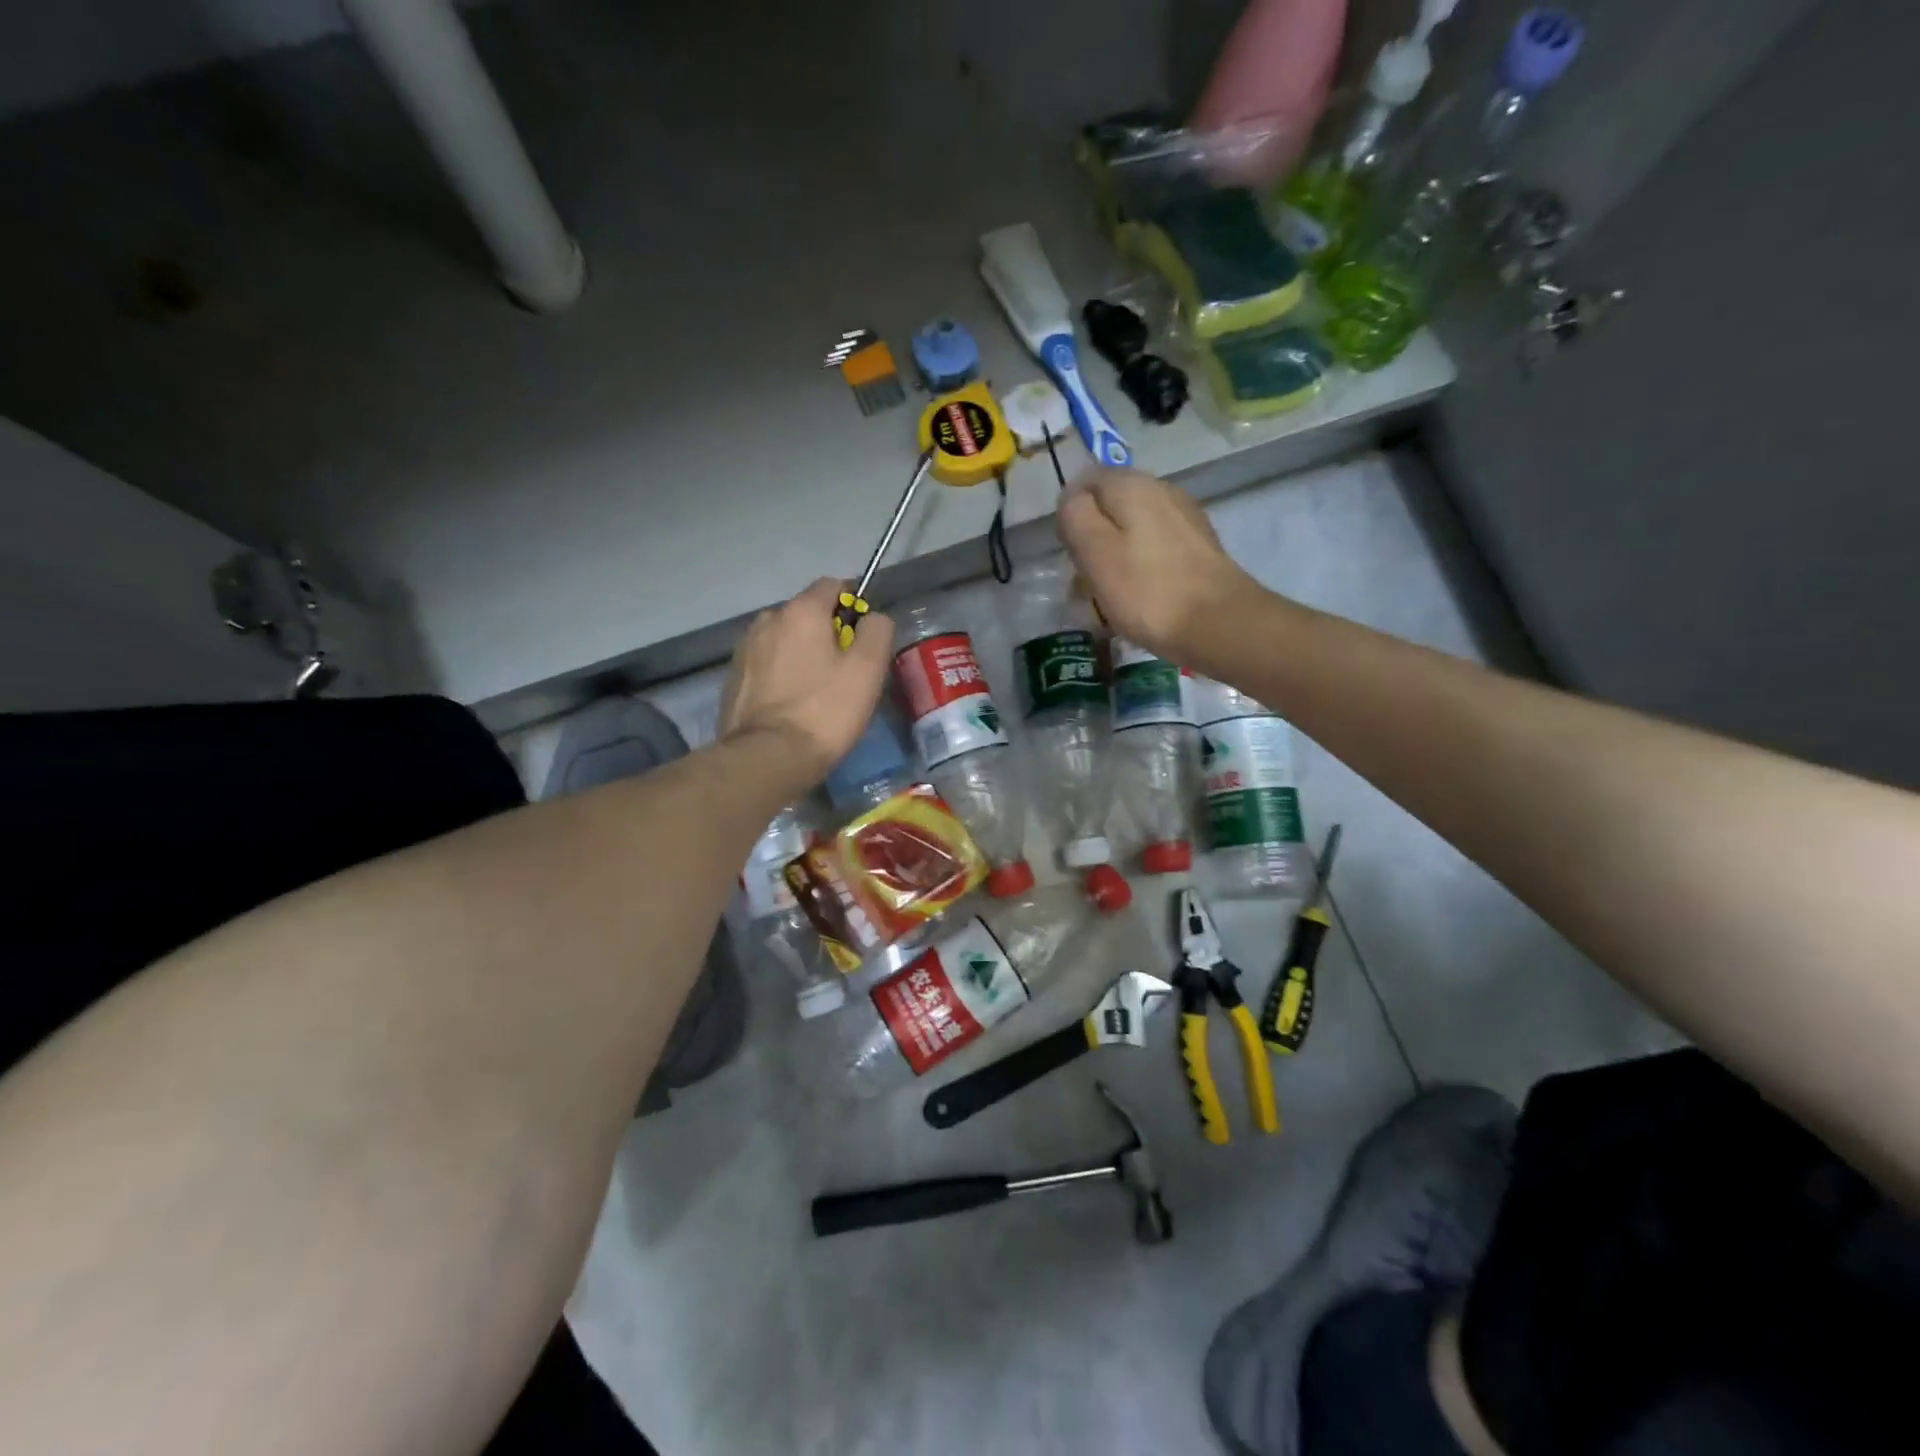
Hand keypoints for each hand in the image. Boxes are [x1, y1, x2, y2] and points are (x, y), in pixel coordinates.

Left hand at [719, 578, 894, 784]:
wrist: (767, 757)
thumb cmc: (825, 710)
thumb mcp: (868, 670)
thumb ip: (877, 631)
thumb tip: (873, 618)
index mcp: (801, 611)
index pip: (833, 585)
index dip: (854, 605)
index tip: (864, 636)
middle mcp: (767, 619)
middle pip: (806, 614)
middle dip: (826, 632)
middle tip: (845, 671)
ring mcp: (745, 649)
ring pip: (784, 639)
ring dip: (801, 653)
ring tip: (816, 691)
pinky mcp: (733, 678)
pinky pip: (766, 664)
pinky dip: (781, 674)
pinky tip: (791, 704)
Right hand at [1057, 469, 1261, 660]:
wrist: (1219, 624)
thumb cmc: (1147, 591)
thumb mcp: (1095, 552)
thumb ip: (1076, 517)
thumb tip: (1073, 500)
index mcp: (1131, 485)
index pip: (1085, 483)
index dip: (1070, 517)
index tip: (1071, 554)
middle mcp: (1161, 489)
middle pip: (1111, 506)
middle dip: (1093, 538)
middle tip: (1088, 581)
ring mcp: (1184, 516)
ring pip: (1133, 528)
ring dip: (1116, 556)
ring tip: (1113, 596)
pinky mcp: (1199, 545)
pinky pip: (1156, 548)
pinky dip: (1142, 566)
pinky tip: (1142, 596)